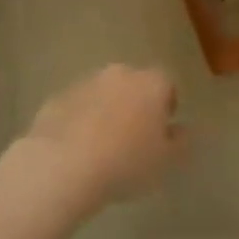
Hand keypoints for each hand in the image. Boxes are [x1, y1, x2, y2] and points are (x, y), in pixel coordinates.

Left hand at [16, 65, 182, 208]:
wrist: (63, 164)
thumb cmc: (125, 162)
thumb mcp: (165, 161)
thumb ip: (180, 142)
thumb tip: (181, 129)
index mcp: (150, 83)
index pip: (166, 83)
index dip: (167, 104)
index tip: (163, 129)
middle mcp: (118, 74)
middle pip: (133, 83)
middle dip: (136, 104)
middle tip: (134, 137)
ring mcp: (84, 83)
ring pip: (103, 93)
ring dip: (106, 110)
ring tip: (103, 146)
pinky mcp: (57, 97)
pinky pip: (77, 106)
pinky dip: (80, 119)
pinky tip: (78, 148)